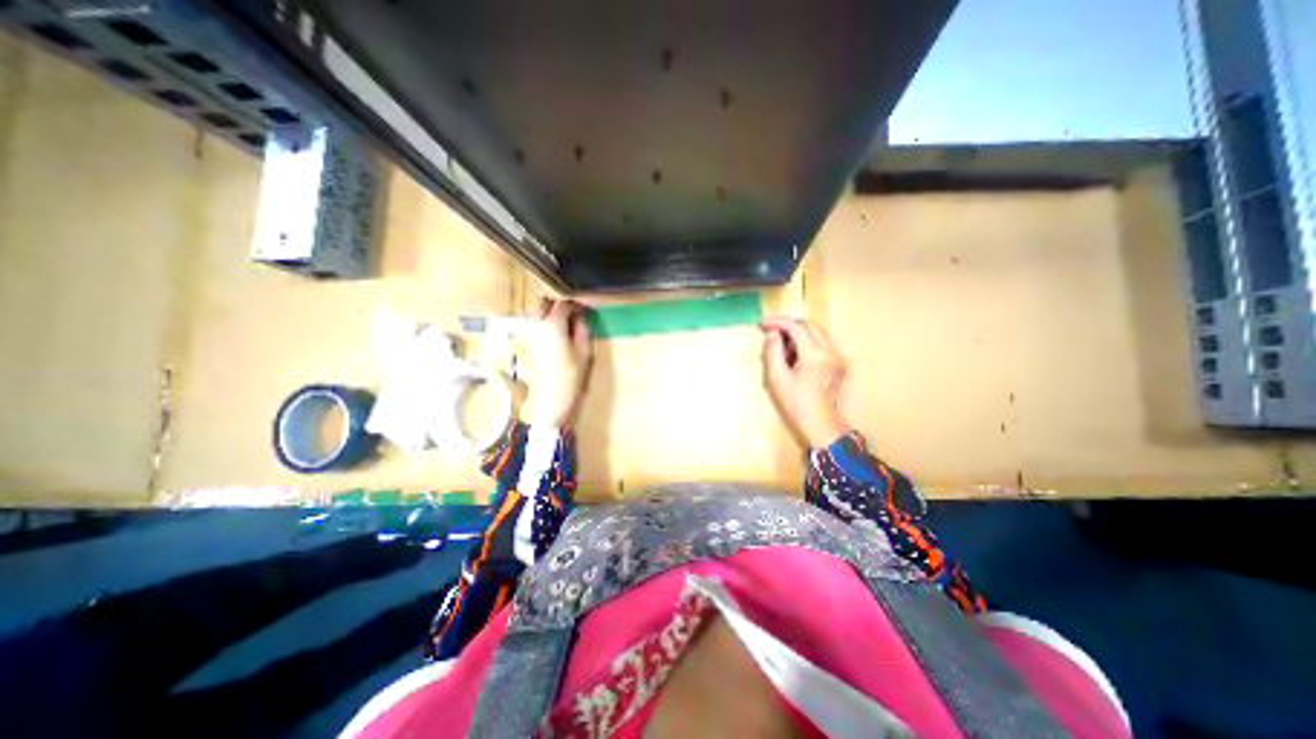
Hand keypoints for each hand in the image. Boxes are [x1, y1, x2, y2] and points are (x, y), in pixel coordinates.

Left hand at [523, 299, 593, 427]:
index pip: (563, 304)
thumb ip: (582, 330)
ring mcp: (527, 335)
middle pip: (543, 303)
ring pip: (534, 313)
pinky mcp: (524, 345)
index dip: (575, 305)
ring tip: (562, 323)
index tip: (585, 310)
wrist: (550, 401)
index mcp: (552, 325)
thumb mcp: (584, 351)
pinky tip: (552, 334)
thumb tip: (579, 318)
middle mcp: (535, 325)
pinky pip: (531, 326)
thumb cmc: (571, 377)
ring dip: (547, 313)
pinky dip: (541, 323)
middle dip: (557, 305)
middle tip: (572, 314)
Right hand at [762, 314, 853, 447]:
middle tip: (769, 330)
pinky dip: (805, 343)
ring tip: (778, 345)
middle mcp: (830, 350)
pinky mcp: (838, 364)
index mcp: (815, 353)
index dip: (777, 322)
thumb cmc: (797, 405)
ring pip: (815, 334)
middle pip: (809, 326)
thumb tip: (772, 334)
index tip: (761, 324)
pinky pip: (821, 345)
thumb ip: (773, 352)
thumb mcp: (777, 379)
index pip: (796, 327)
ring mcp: (837, 357)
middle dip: (788, 325)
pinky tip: (793, 356)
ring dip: (796, 334)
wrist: (822, 426)